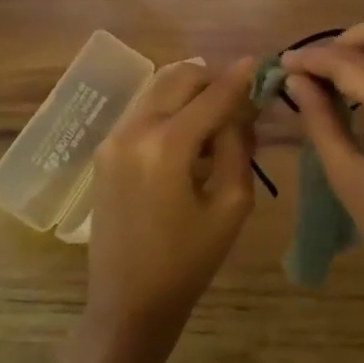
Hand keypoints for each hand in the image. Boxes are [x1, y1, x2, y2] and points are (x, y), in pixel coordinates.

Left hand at [87, 58, 256, 340]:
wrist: (129, 301)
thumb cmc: (189, 261)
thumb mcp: (231, 205)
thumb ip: (237, 147)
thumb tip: (241, 110)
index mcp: (166, 146)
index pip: (211, 96)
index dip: (238, 78)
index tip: (259, 61)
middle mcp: (133, 131)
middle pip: (178, 78)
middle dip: (212, 78)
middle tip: (239, 94)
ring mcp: (113, 139)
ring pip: (157, 90)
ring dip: (190, 91)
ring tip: (218, 113)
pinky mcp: (104, 152)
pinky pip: (143, 111)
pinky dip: (170, 108)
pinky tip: (190, 132)